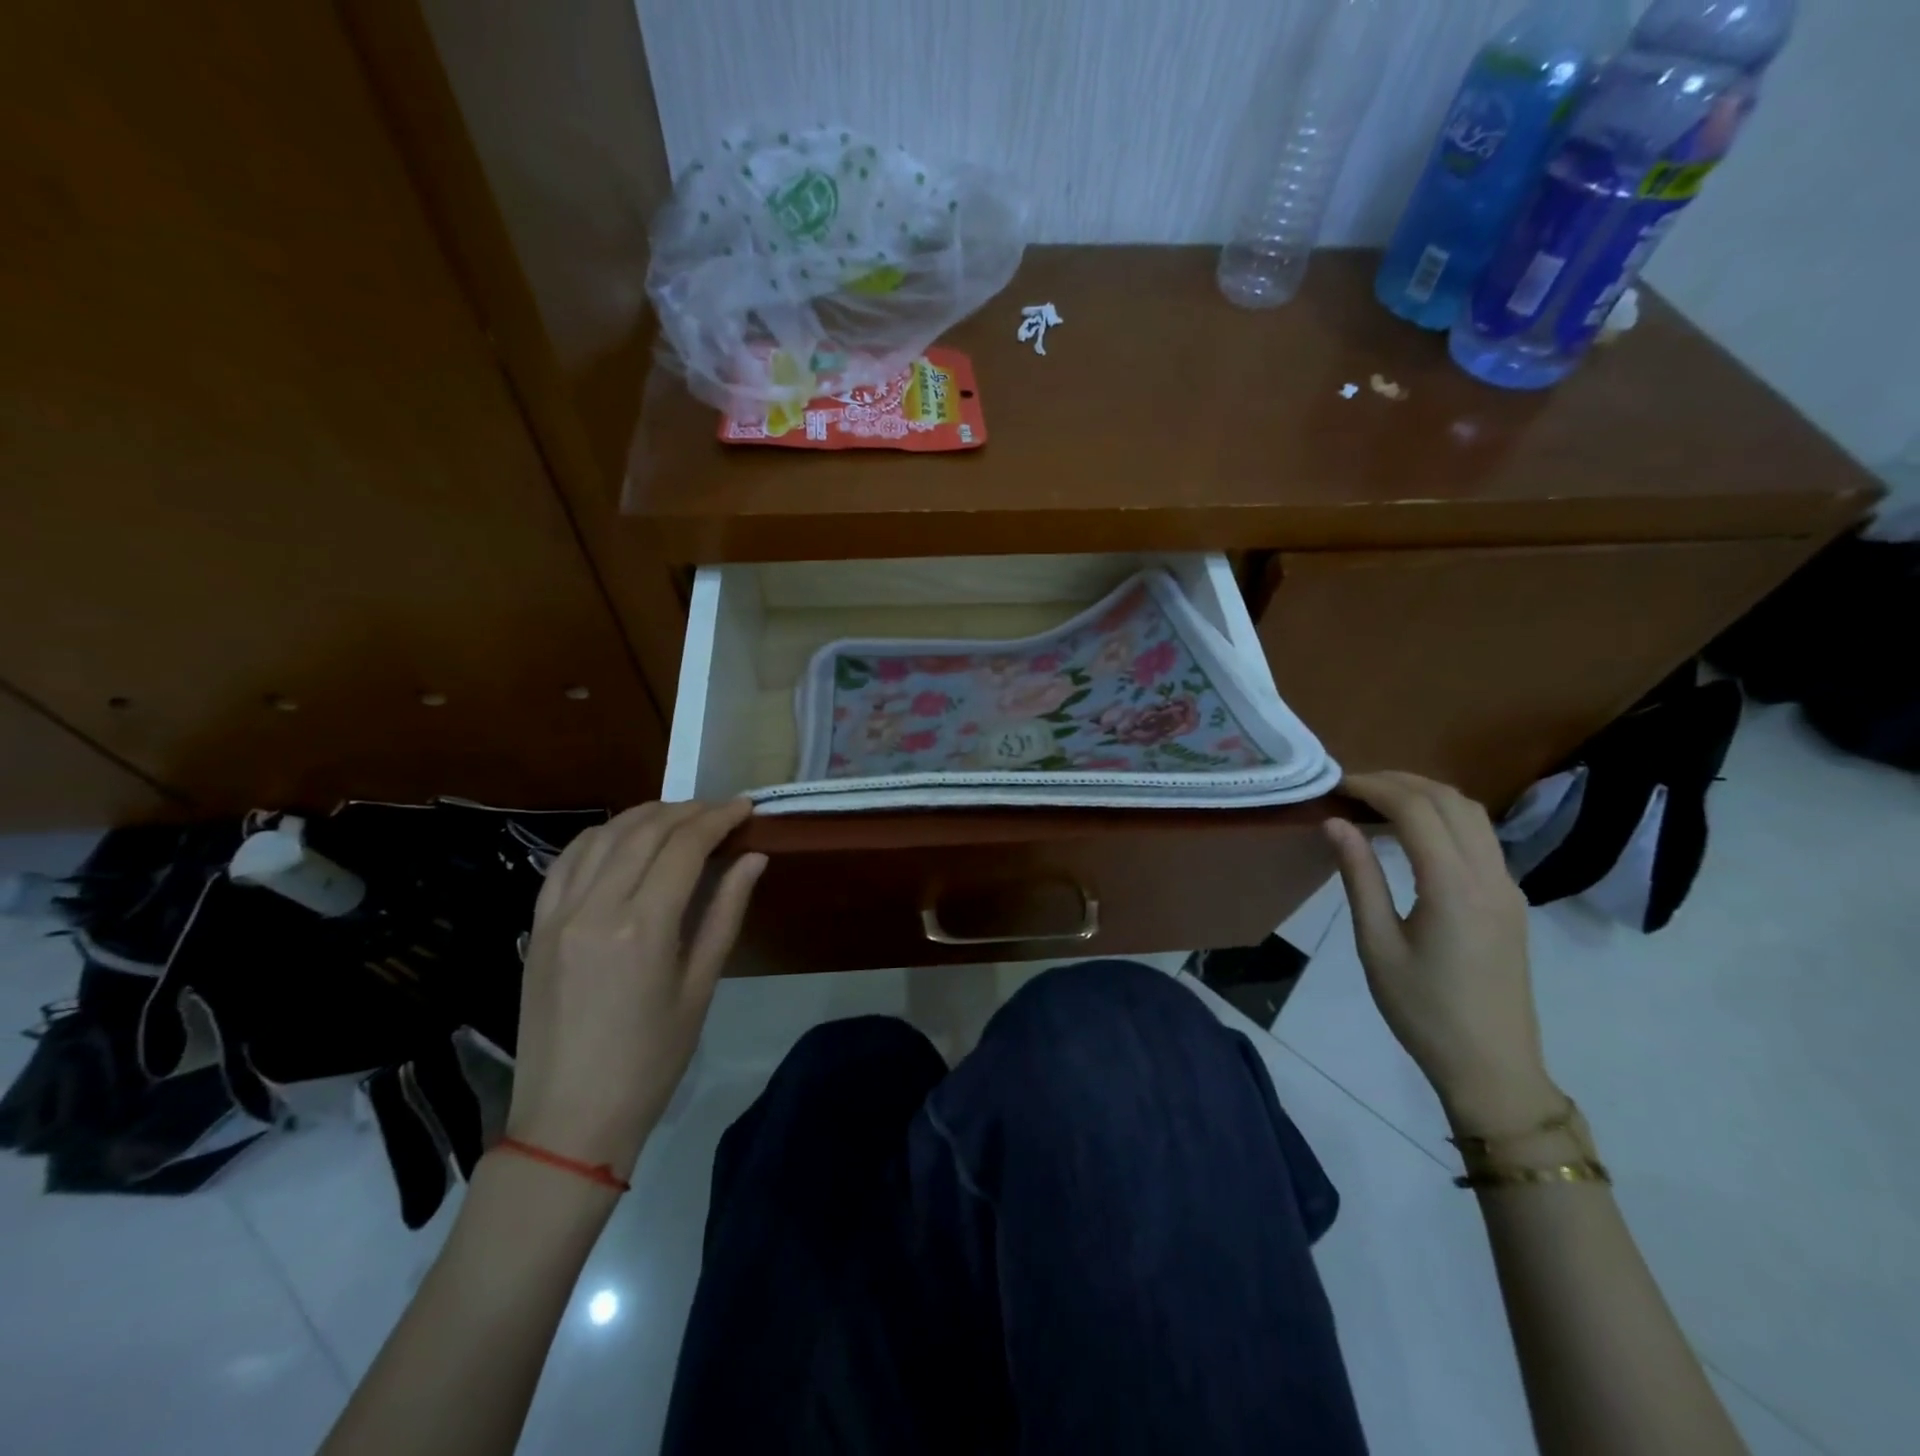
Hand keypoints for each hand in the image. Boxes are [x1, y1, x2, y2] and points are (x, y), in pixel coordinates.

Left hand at [505, 800, 765, 1182]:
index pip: (684, 846)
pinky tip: (623, 837)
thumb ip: (725, 913)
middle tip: (720, 810)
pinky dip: (600, 836)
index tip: (745, 808)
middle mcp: (595, 907)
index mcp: (643, 926)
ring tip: (679, 816)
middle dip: (688, 811)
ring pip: (603, 836)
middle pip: (645, 831)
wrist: (569, 1119)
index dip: (718, 819)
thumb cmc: (651, 1060)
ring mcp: (558, 914)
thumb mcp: (700, 987)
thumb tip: (753, 858)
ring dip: (645, 815)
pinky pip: (567, 861)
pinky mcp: (537, 926)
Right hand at [1324, 772, 1559, 1134]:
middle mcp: (1490, 876)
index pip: (1417, 809)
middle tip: (1352, 786)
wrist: (1492, 1066)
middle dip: (1400, 781)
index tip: (1336, 784)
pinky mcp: (1511, 901)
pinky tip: (1412, 833)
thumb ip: (1359, 877)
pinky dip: (1444, 817)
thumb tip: (1336, 824)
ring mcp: (1508, 887)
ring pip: (1473, 815)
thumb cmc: (1422, 1009)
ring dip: (1427, 795)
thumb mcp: (1377, 944)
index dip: (1374, 786)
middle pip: (1451, 801)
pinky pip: (1481, 838)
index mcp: (1454, 887)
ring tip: (1378, 800)